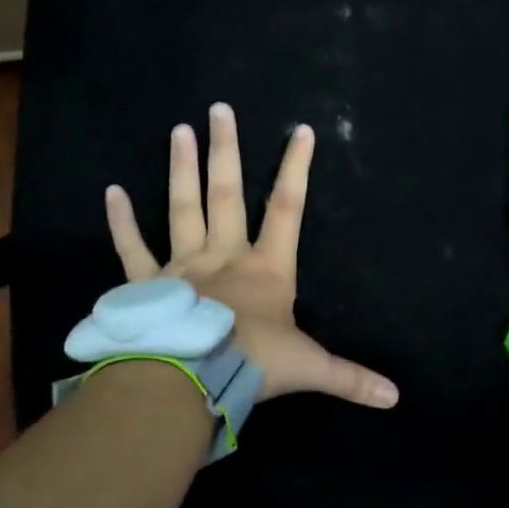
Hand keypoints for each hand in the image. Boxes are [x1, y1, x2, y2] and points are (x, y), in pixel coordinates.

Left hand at [103, 104, 399, 408]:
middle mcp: (225, 256)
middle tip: (218, 109)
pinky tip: (112, 191)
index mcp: (268, 268)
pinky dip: (122, 222)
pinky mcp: (149, 285)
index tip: (301, 130)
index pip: (288, 208)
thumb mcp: (310, 369)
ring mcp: (184, 267)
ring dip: (181, 169)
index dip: (296, 168)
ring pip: (183, 208)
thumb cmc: (254, 364)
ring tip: (178, 129)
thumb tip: (395, 398)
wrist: (191, 380)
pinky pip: (133, 248)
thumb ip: (351, 378)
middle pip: (228, 194)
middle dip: (226, 151)